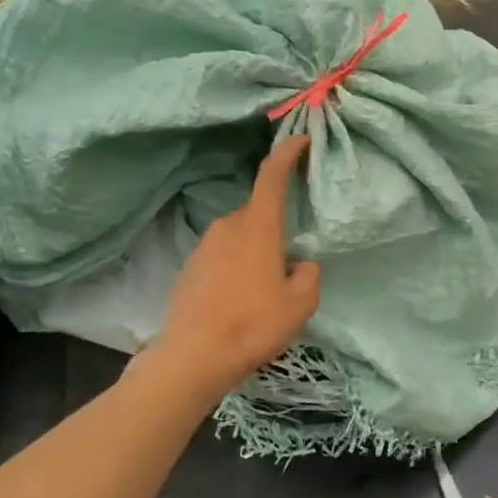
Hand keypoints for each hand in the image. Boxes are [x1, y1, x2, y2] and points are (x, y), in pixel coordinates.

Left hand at [154, 136, 320, 396]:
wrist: (192, 357)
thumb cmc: (253, 324)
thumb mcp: (301, 303)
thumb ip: (308, 274)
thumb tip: (300, 264)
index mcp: (257, 227)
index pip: (272, 176)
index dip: (287, 153)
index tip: (300, 140)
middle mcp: (227, 227)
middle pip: (257, 212)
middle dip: (275, 225)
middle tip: (291, 257)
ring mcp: (203, 247)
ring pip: (239, 237)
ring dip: (255, 250)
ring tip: (266, 287)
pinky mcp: (189, 269)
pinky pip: (222, 257)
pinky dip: (236, 268)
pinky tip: (241, 300)